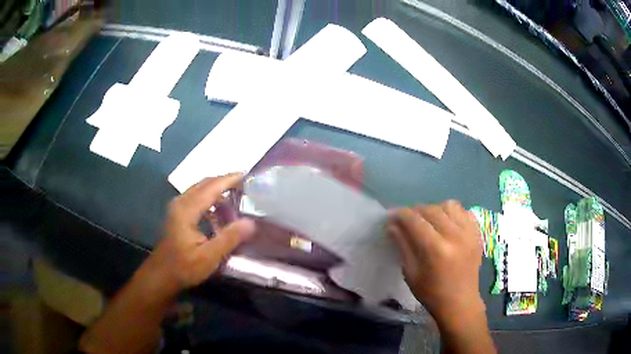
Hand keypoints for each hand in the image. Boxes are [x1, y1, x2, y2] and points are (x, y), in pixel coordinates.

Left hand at [138, 173, 255, 301]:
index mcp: (187, 209)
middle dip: (225, 181)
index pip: (211, 187)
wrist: (161, 275)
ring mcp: (177, 207)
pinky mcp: (177, 214)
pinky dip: (210, 198)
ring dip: (217, 190)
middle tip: (245, 186)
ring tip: (236, 197)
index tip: (248, 175)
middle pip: (204, 183)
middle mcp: (180, 202)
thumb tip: (250, 222)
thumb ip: (229, 238)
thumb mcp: (209, 257)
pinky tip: (220, 211)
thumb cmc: (184, 267)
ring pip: (200, 189)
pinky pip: (196, 197)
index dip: (229, 179)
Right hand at [388, 200, 483, 331]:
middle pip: (431, 209)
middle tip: (407, 219)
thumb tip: (392, 225)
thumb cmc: (431, 292)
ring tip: (429, 220)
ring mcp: (469, 232)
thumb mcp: (410, 273)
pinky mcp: (477, 233)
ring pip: (448, 205)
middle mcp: (454, 235)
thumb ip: (402, 245)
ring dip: (434, 209)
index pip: (415, 220)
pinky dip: (452, 213)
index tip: (392, 216)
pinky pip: (463, 211)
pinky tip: (446, 223)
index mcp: (436, 249)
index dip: (401, 215)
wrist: (460, 302)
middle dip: (415, 211)